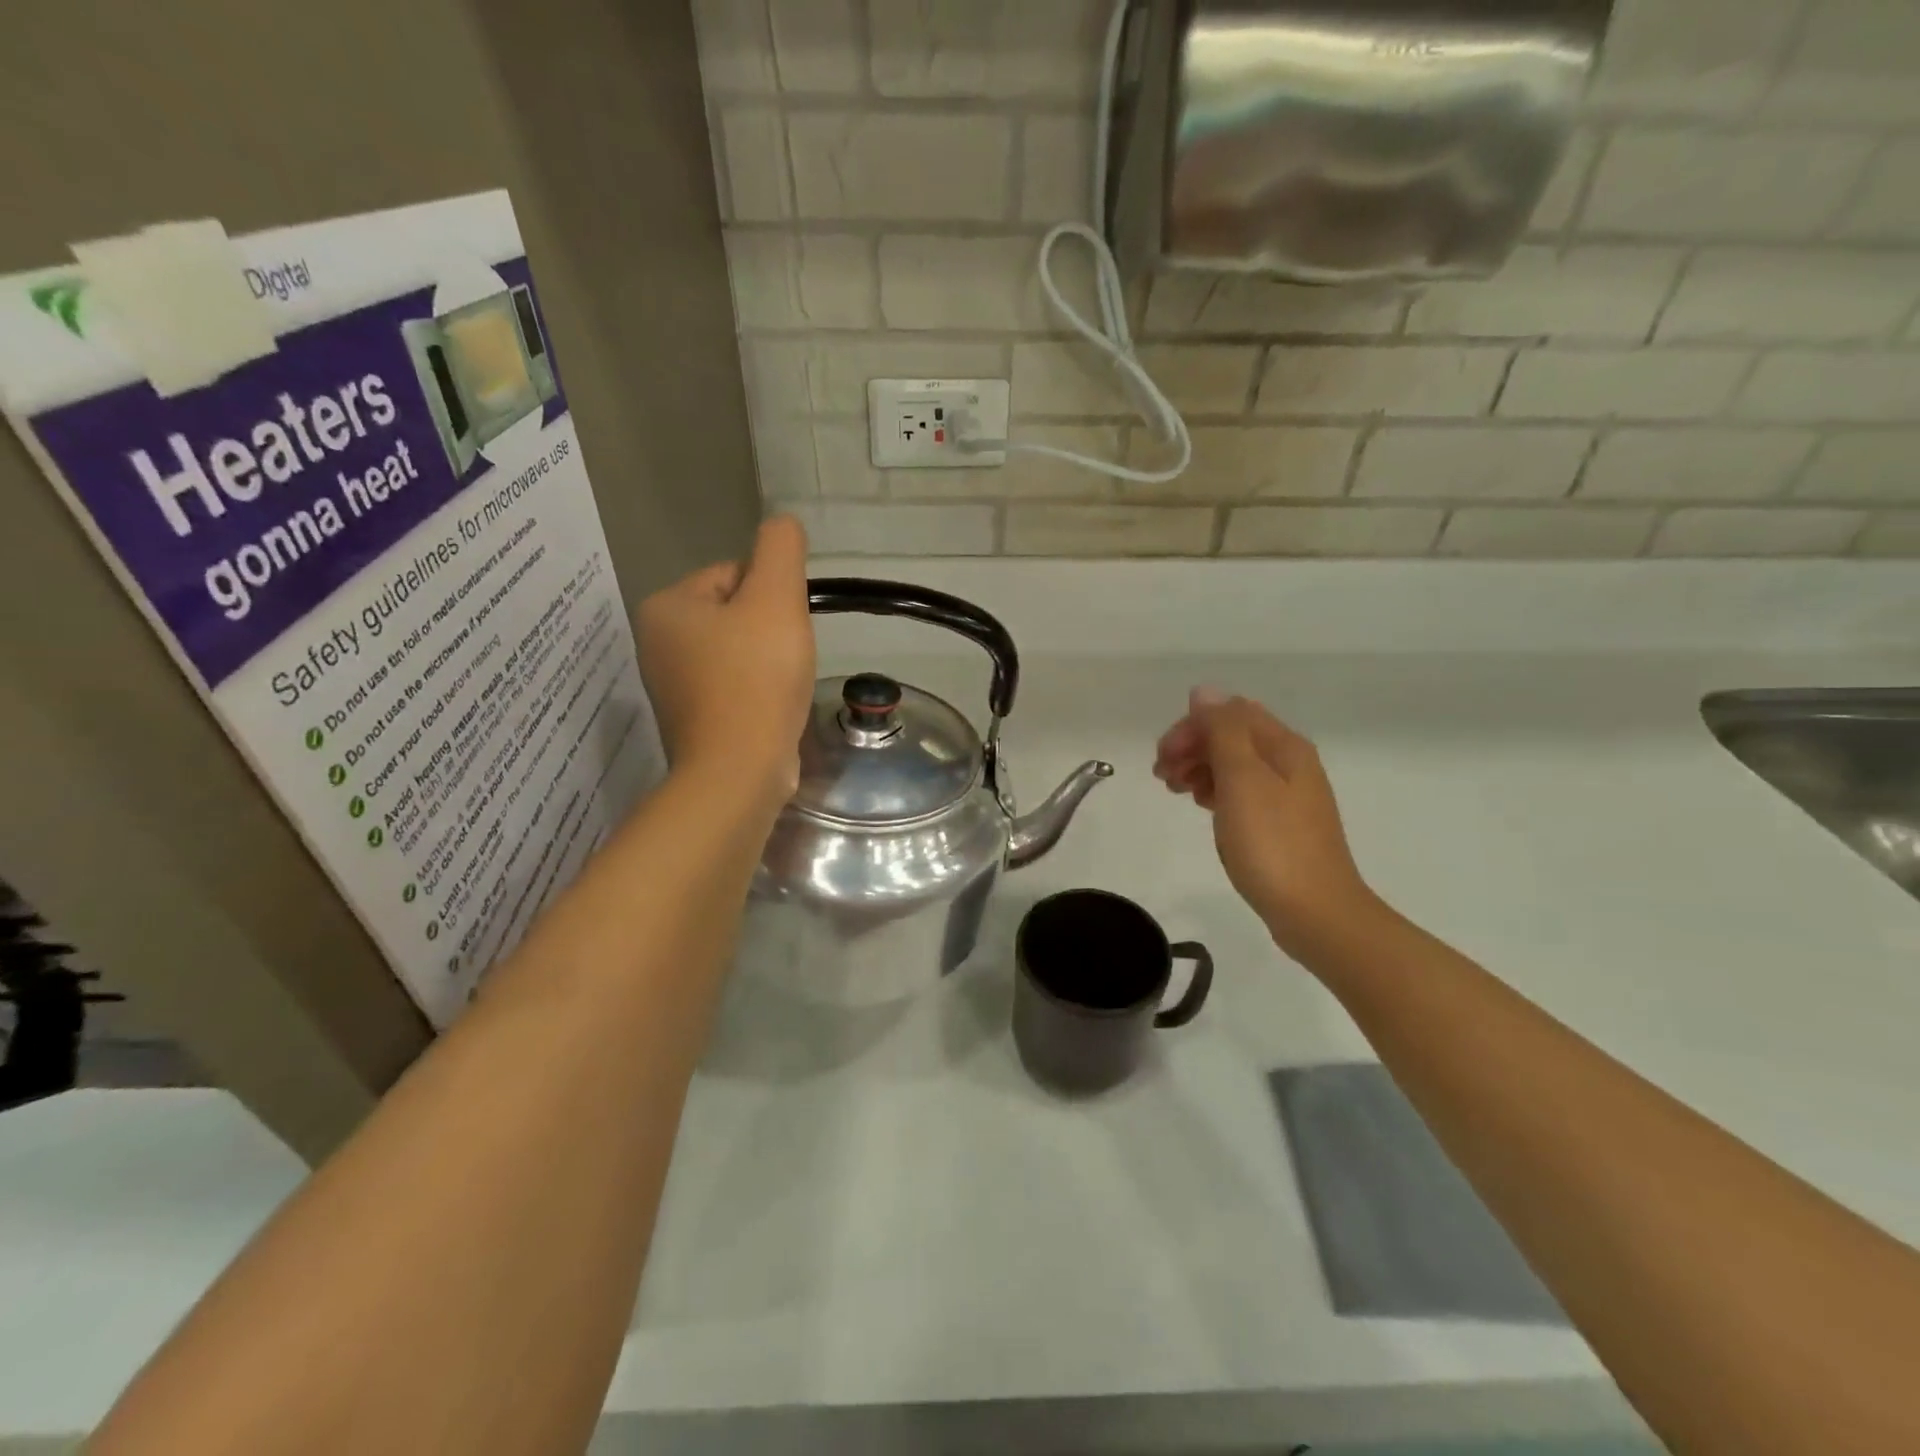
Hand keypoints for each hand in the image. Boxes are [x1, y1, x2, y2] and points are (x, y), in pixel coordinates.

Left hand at [636, 515, 815, 807]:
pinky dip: (757, 693)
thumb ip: (780, 549)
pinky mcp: (692, 720)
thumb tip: (781, 525)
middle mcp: (657, 643)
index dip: (773, 597)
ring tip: (781, 688)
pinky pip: (734, 687)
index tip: (784, 631)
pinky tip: (770, 710)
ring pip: (738, 653)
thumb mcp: (775, 598)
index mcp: (666, 606)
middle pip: (735, 614)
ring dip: (767, 663)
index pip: (734, 575)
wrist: (739, 771)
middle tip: (786, 661)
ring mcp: (672, 686)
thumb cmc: (755, 679)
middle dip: (769, 631)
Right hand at [1154, 689, 1376, 960]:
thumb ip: (1223, 731)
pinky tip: (1203, 806)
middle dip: (1192, 746)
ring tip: (1176, 791)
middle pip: (1232, 735)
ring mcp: (1288, 794)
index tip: (1163, 759)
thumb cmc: (1272, 844)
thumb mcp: (1242, 780)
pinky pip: (1242, 790)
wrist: (1316, 912)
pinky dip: (1216, 790)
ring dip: (1200, 767)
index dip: (1190, 727)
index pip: (1229, 713)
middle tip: (1163, 776)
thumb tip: (1204, 692)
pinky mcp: (1281, 822)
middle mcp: (1290, 762)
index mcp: (1283, 746)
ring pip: (1235, 763)